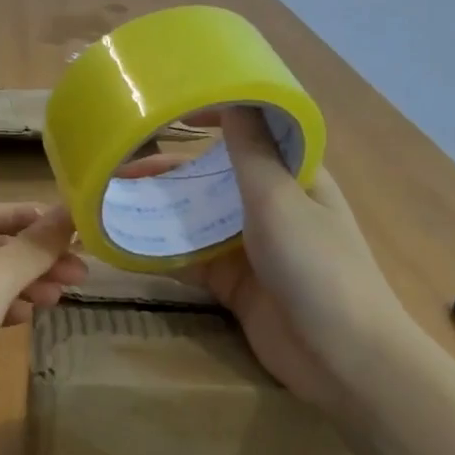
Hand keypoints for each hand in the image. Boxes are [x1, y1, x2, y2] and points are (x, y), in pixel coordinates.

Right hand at [126, 109, 411, 414]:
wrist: (341, 358)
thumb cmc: (317, 266)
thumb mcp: (279, 200)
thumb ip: (250, 150)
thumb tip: (233, 96)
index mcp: (294, 175)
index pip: (253, 130)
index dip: (215, 115)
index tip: (169, 109)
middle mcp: (271, 205)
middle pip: (214, 175)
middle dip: (170, 168)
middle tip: (120, 162)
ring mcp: (250, 246)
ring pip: (197, 217)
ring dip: (160, 208)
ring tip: (113, 197)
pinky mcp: (232, 283)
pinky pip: (190, 258)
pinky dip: (161, 250)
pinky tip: (125, 241)